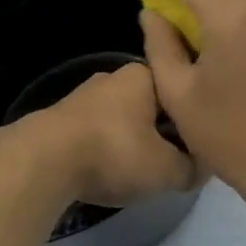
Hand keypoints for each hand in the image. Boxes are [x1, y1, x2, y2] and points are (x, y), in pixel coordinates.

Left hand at [26, 63, 197, 207]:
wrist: (42, 161)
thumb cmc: (114, 153)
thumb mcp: (167, 169)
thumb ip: (192, 168)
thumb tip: (203, 168)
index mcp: (144, 76)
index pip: (182, 92)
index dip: (193, 120)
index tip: (200, 147)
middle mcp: (114, 77)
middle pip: (152, 105)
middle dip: (164, 131)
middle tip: (174, 162)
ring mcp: (84, 96)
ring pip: (124, 118)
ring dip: (134, 140)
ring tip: (141, 170)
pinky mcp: (61, 118)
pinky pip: (98, 131)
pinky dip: (107, 147)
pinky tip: (108, 170)